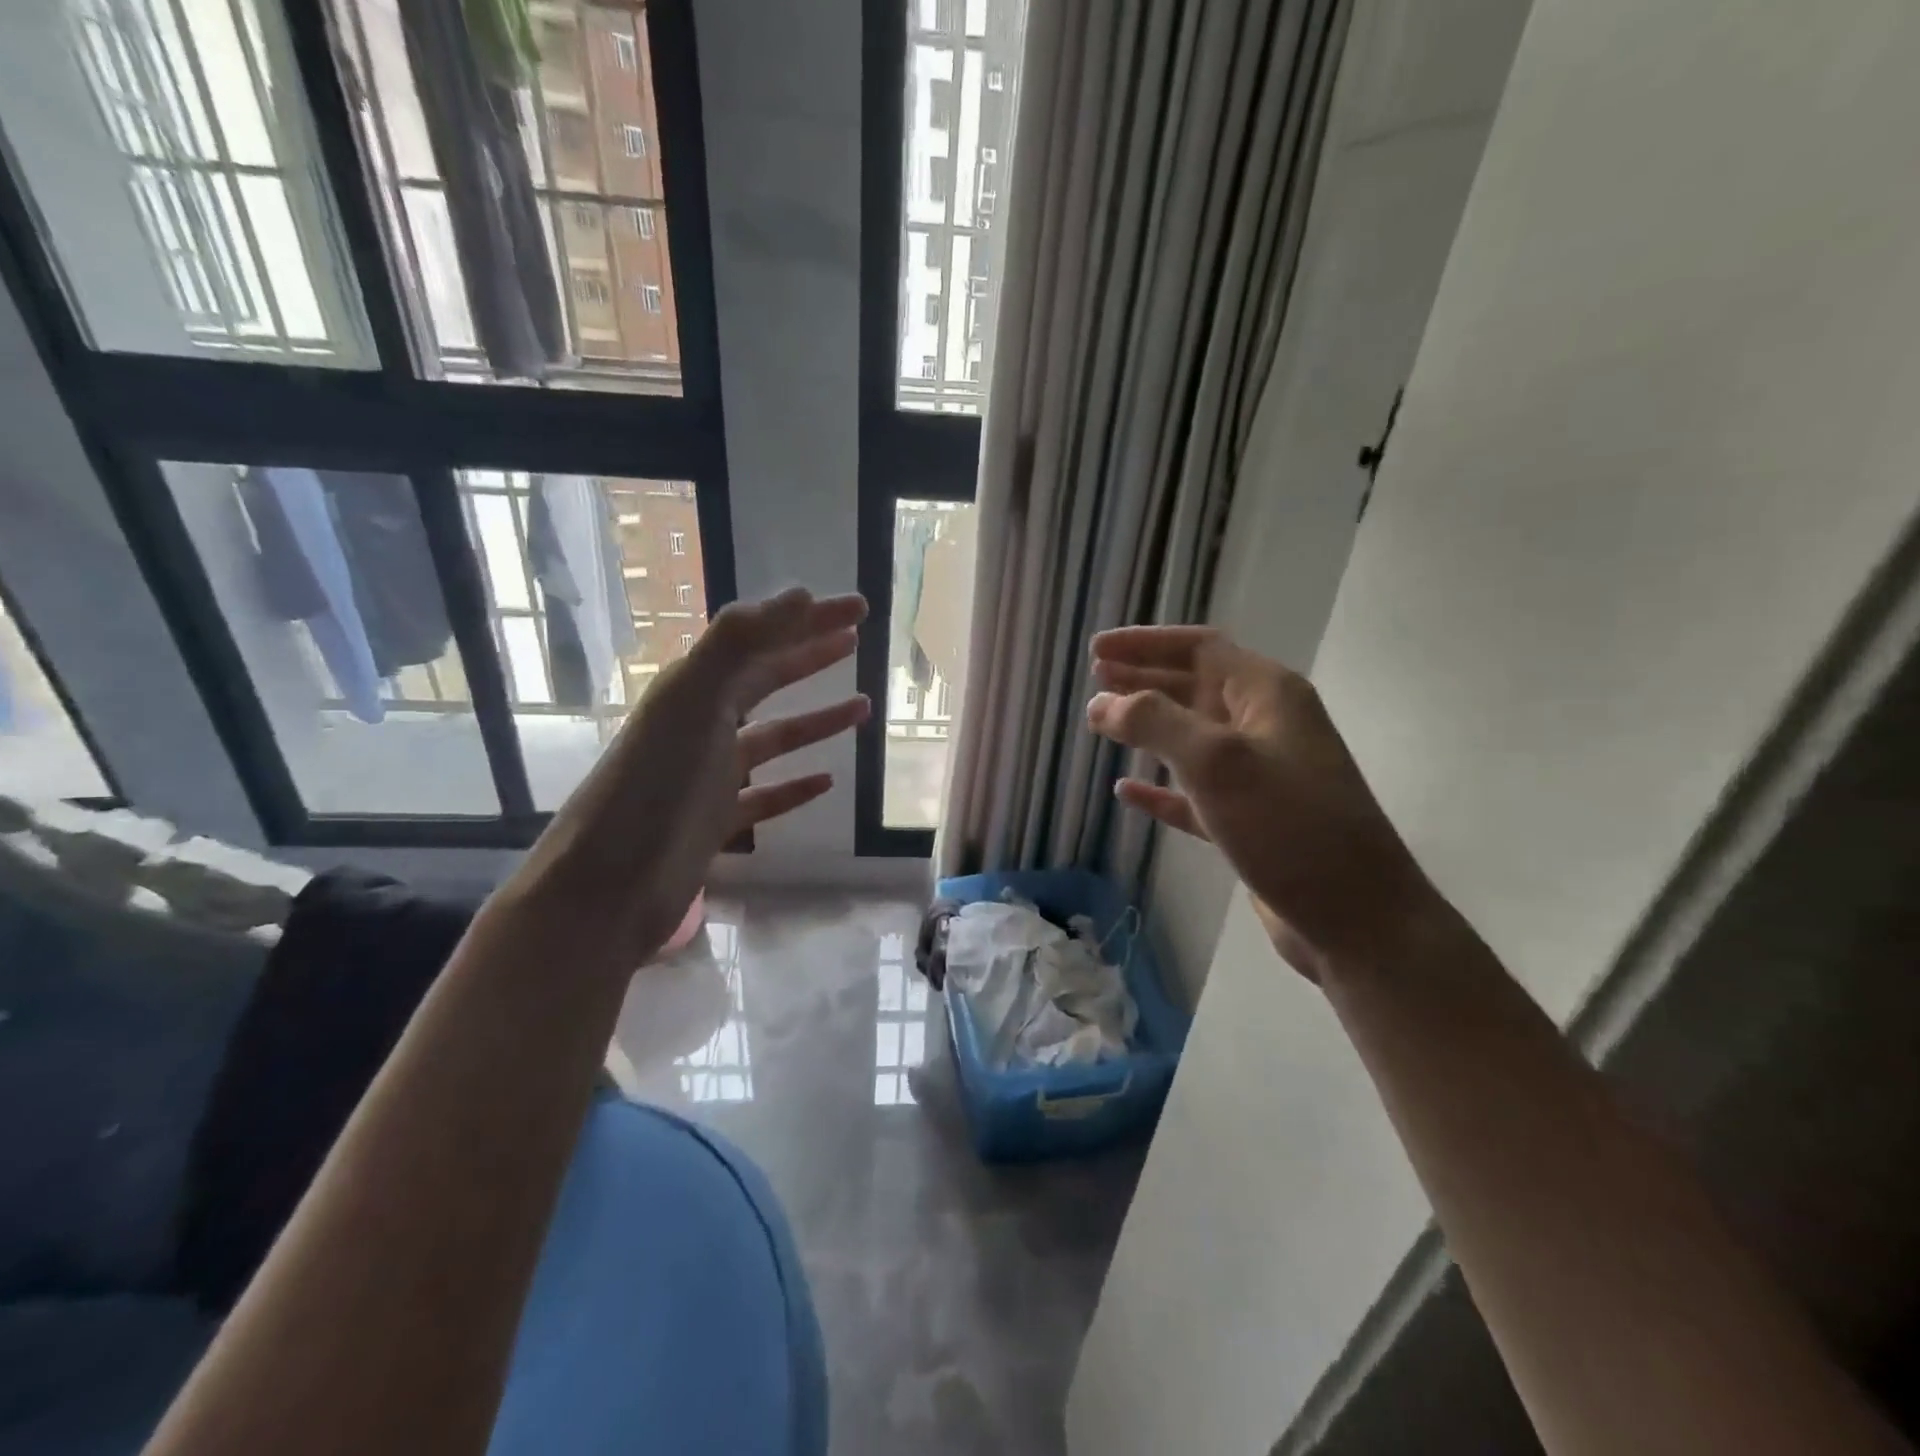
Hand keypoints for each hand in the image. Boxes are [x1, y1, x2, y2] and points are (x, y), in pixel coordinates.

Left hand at [510, 587, 869, 971]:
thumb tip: (799, 595)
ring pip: (774, 737)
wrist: (608, 886)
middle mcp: (702, 724)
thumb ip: (739, 643)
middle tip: (857, 640)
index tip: (858, 609)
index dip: (808, 620)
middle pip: (766, 679)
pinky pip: (767, 796)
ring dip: (816, 720)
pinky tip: (827, 781)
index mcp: (694, 689)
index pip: (761, 640)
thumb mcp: (692, 701)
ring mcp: (710, 774)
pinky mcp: (717, 821)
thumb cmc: (654, 787)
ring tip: (863, 707)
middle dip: (811, 656)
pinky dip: (796, 786)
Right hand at [1088, 625, 1431, 980]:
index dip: (1145, 643)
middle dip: (1143, 679)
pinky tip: (1127, 791)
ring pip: (1192, 738)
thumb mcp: (1217, 762)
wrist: (1356, 919)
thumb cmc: (1289, 827)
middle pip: (1194, 687)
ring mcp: (1259, 776)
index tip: (1096, 650)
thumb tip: (1100, 702)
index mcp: (1267, 695)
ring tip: (1103, 723)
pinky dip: (1160, 787)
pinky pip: (1193, 792)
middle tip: (1094, 679)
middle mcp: (1265, 726)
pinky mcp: (1249, 821)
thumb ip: (1154, 723)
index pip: (1199, 648)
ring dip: (1149, 727)